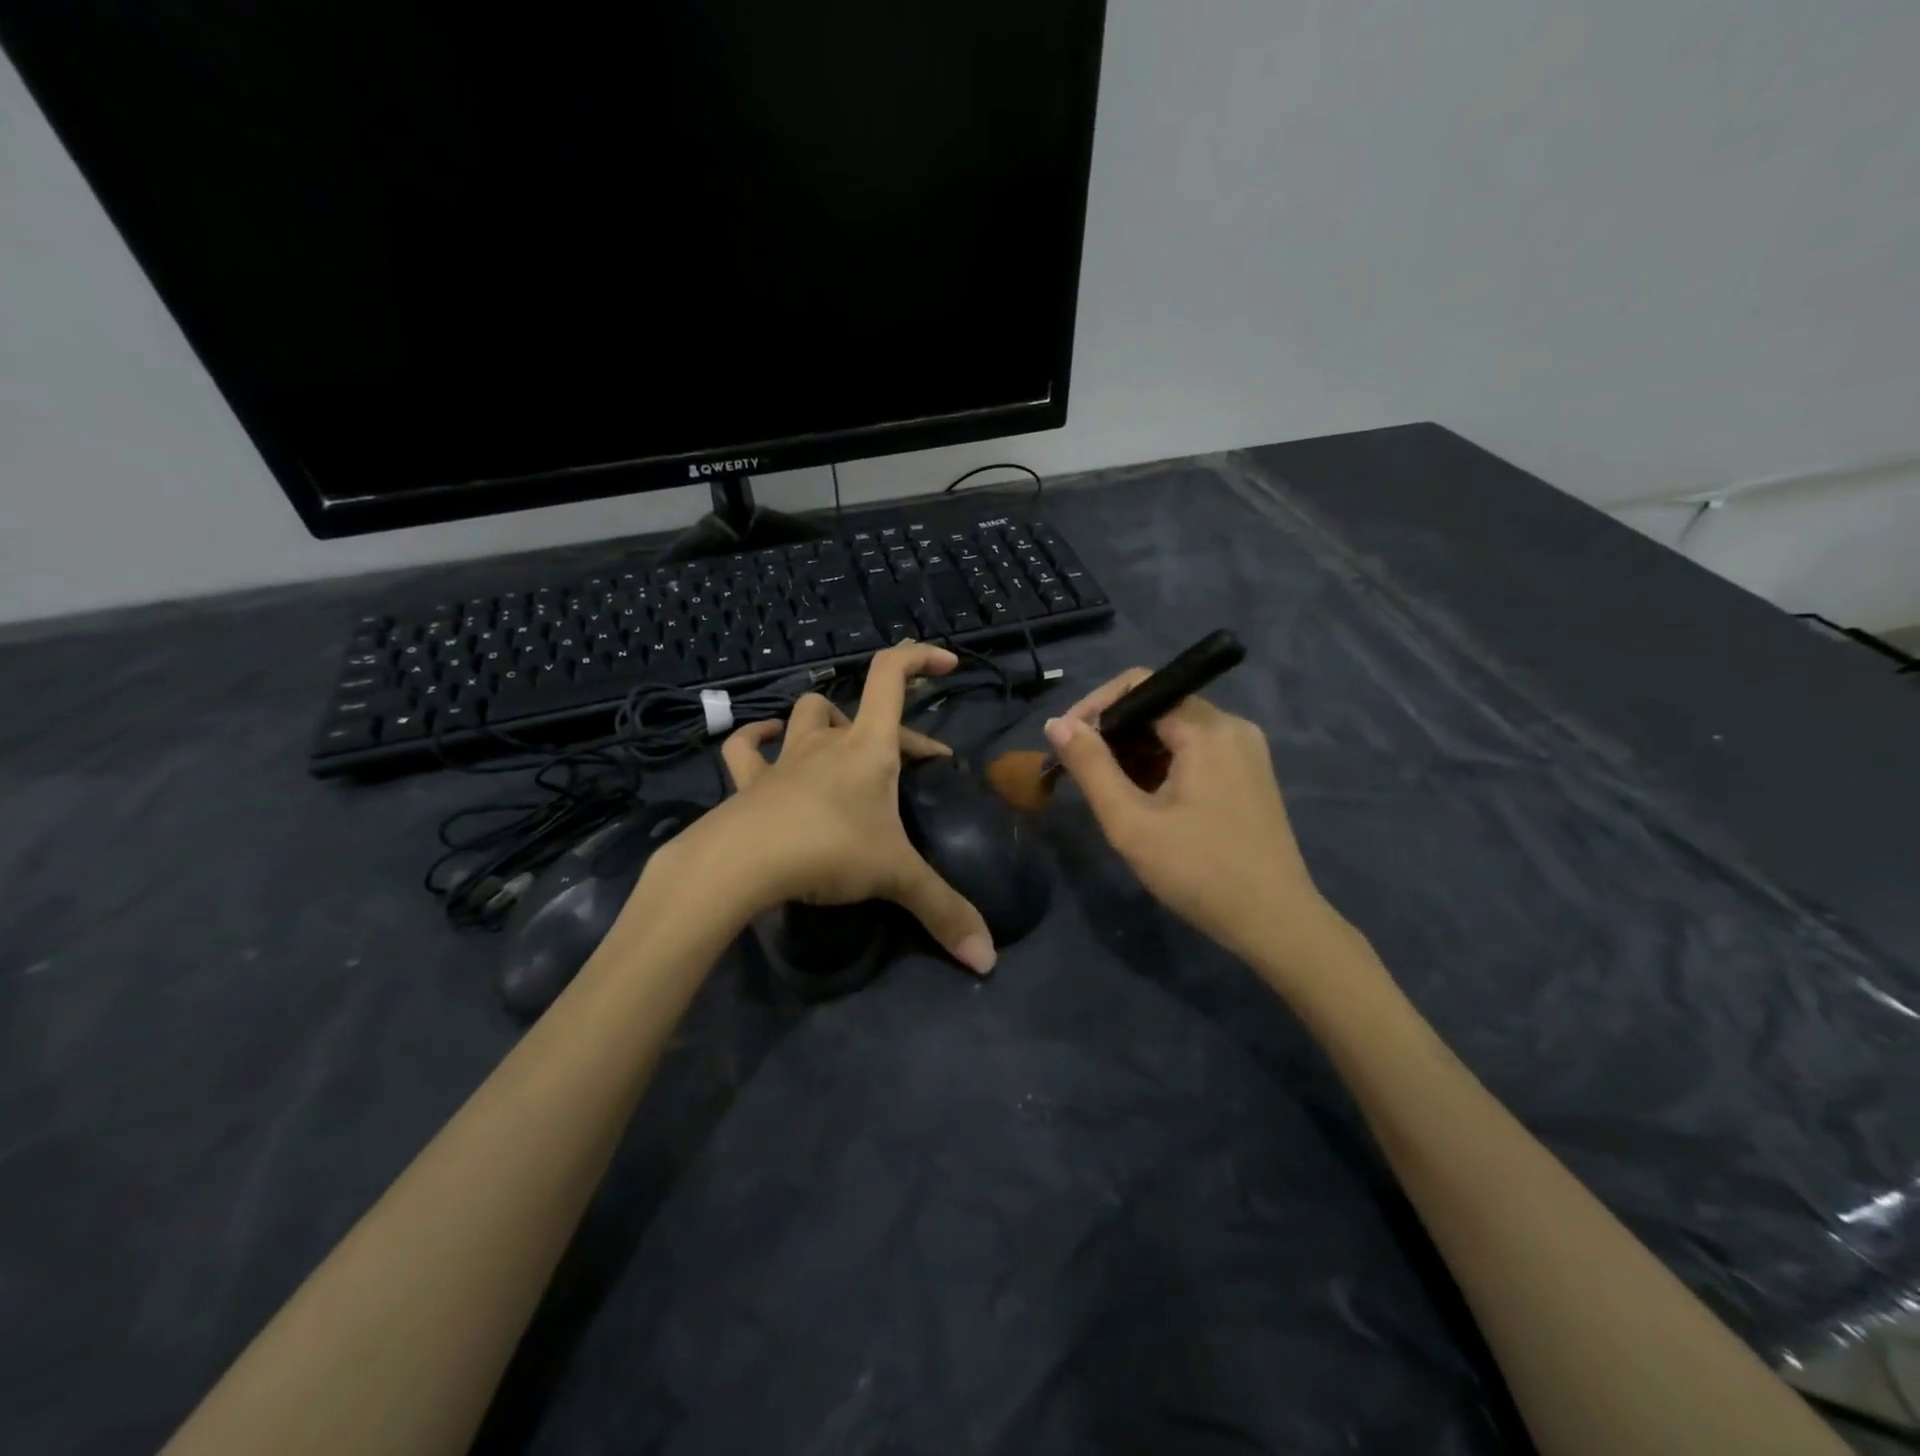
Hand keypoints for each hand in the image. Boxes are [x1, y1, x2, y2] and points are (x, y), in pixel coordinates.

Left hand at [660, 643, 996, 974]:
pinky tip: (766, 740)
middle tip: (916, 765)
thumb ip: (943, 912)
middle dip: (894, 730)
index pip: (891, 676)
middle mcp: (828, 741)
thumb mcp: (895, 878)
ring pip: (807, 714)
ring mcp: (785, 758)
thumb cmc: (827, 851)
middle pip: (860, 708)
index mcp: (869, 747)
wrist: (740, 864)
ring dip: (828, 721)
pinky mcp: (749, 781)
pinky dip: (758, 739)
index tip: (947, 664)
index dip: (920, 658)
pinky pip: (746, 747)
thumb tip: (988, 958)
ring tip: (844, 743)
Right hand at [1043, 669, 1346, 975]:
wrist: (1275, 923)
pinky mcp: (1250, 775)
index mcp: (1207, 729)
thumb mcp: (1130, 821)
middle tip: (1082, 774)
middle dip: (1113, 734)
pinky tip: (1147, 802)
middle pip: (1158, 706)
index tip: (1067, 742)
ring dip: (1136, 752)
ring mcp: (1246, 751)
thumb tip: (1057, 723)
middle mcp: (1232, 727)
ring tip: (1111, 793)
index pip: (1139, 686)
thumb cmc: (1199, 871)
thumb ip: (1090, 766)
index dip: (1095, 707)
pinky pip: (1196, 751)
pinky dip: (1163, 765)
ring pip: (1175, 730)